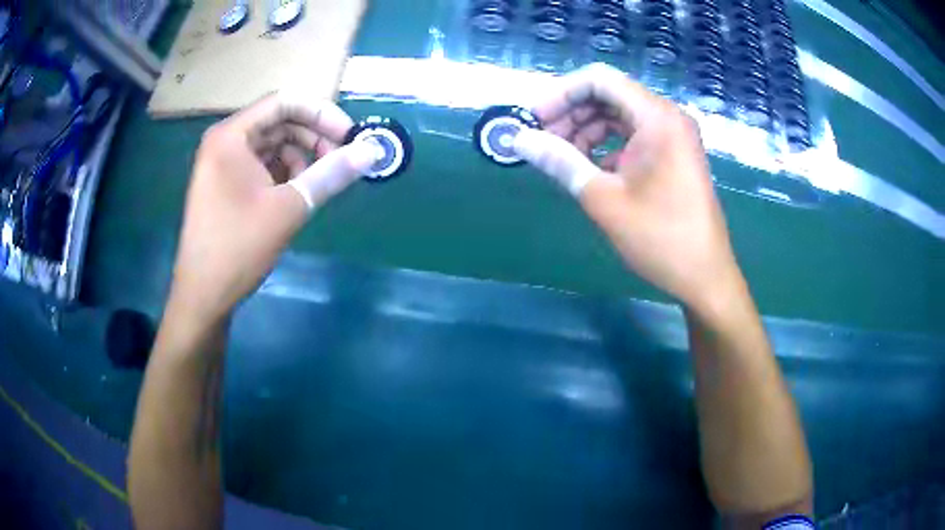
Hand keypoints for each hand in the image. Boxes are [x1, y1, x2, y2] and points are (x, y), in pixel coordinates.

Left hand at [168, 93, 379, 323]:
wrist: (203, 295)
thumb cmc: (239, 247)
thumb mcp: (290, 207)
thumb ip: (331, 174)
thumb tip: (372, 151)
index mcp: (231, 136)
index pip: (284, 102)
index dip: (321, 113)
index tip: (349, 135)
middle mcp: (224, 142)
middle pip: (279, 121)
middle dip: (314, 136)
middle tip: (342, 159)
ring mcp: (223, 164)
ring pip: (272, 144)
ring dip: (302, 156)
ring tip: (322, 181)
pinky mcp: (226, 185)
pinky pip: (262, 165)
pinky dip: (285, 172)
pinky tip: (300, 192)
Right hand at [515, 63, 744, 315]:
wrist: (705, 277)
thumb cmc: (660, 238)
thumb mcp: (603, 199)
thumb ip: (559, 162)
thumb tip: (519, 139)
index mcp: (657, 117)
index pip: (599, 80)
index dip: (560, 93)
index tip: (533, 119)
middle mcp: (668, 117)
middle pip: (609, 95)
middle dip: (571, 113)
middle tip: (543, 141)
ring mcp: (674, 135)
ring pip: (619, 115)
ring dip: (586, 130)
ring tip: (562, 158)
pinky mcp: (674, 154)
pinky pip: (633, 135)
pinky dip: (607, 145)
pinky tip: (590, 169)